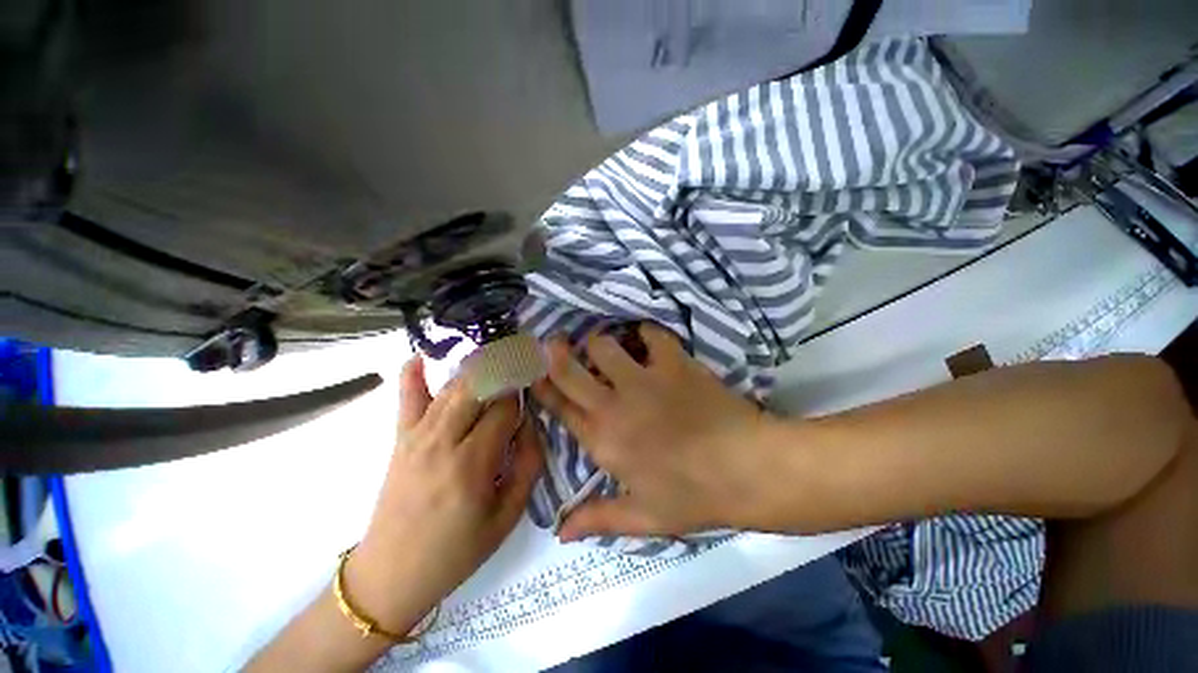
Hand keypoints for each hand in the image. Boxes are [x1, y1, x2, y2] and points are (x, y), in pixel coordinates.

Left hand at [346, 357, 542, 633]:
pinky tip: (423, 355)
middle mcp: (443, 442)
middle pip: (478, 388)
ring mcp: (417, 437)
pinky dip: (413, 374)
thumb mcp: (508, 517)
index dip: (521, 397)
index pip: (504, 409)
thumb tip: (532, 424)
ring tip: (496, 353)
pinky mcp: (400, 440)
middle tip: (521, 359)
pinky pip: (406, 399)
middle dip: (503, 369)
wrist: (391, 576)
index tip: (532, 393)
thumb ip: (528, 465)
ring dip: (476, 367)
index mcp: (472, 464)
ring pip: (451, 388)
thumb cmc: (457, 551)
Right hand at [532, 323, 785, 541]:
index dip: (542, 387)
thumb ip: (597, 519)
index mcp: (602, 440)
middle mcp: (614, 404)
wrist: (747, 469)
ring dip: (600, 343)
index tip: (533, 371)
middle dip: (555, 352)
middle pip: (569, 369)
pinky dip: (646, 333)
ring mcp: (643, 379)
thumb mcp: (643, 517)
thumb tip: (558, 533)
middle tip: (554, 343)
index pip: (559, 407)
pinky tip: (648, 339)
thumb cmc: (694, 496)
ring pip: (603, 345)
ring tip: (607, 346)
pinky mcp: (674, 362)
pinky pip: (651, 334)